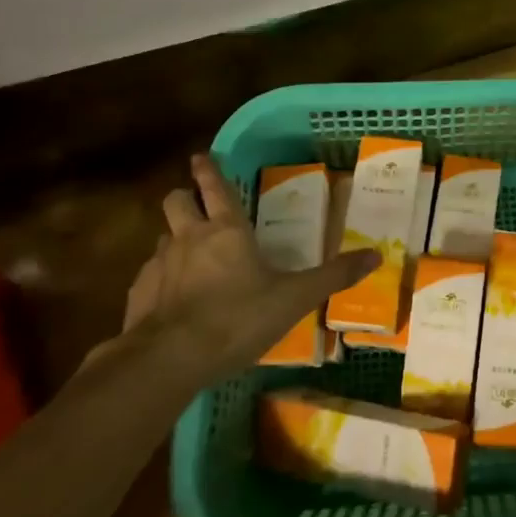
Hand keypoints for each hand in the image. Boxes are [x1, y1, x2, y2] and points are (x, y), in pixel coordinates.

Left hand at [118, 153, 378, 377]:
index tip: (201, 156)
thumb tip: (377, 255)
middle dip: (183, 197)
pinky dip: (160, 279)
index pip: (215, 187)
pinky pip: (149, 275)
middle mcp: (189, 238)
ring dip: (174, 240)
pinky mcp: (138, 295)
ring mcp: (158, 265)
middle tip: (194, 205)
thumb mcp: (295, 298)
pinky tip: (172, 301)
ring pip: (162, 237)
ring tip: (189, 258)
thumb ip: (333, 276)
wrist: (169, 360)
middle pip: (176, 201)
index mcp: (227, 231)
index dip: (209, 169)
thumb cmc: (237, 318)